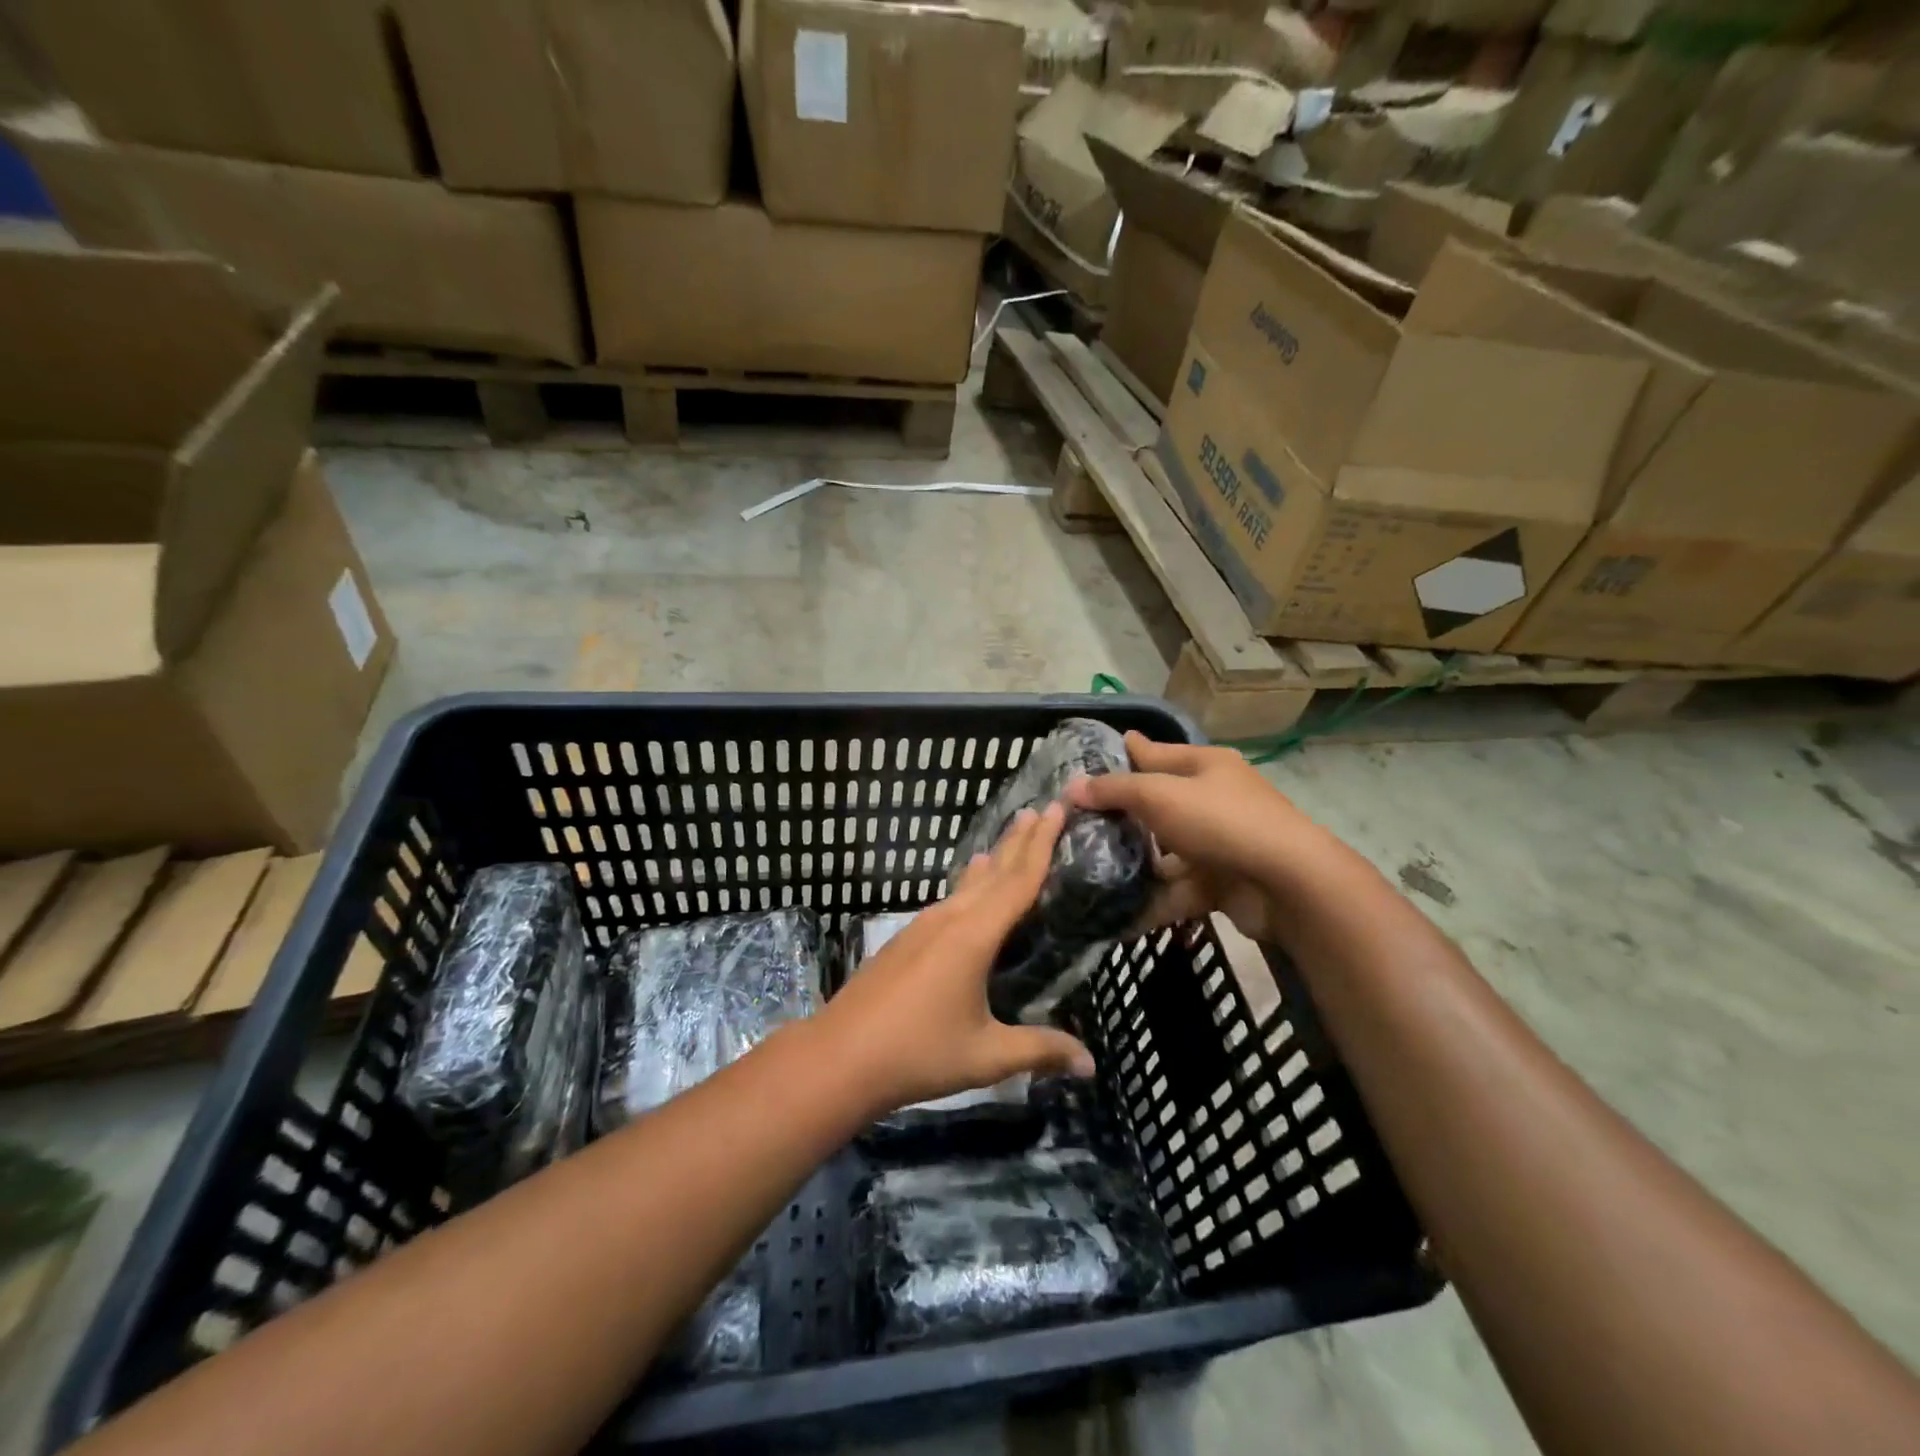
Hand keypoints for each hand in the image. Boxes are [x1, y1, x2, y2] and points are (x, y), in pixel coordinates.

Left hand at [819, 803, 1095, 1115]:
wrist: (839, 1056)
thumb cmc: (918, 1052)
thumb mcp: (986, 1055)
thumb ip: (1040, 1050)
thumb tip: (1091, 1064)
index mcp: (974, 935)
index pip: (1018, 880)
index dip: (1043, 844)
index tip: (1058, 807)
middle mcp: (950, 918)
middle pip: (993, 871)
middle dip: (1019, 840)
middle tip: (1043, 810)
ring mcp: (923, 926)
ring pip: (968, 884)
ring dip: (994, 860)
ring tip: (1009, 838)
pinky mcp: (906, 940)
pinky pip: (950, 900)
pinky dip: (970, 885)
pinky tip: (968, 889)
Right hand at [1065, 732, 1330, 942]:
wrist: (1288, 884)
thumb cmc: (1221, 822)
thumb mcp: (1160, 796)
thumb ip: (1115, 790)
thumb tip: (1073, 788)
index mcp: (1205, 766)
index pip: (1155, 753)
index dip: (1126, 753)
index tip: (1093, 756)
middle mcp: (1214, 799)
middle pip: (1158, 804)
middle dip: (1123, 815)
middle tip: (1078, 823)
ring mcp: (1220, 843)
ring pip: (1167, 850)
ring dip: (1136, 863)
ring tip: (1090, 871)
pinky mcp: (1222, 882)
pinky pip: (1179, 889)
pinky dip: (1154, 901)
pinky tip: (1119, 915)